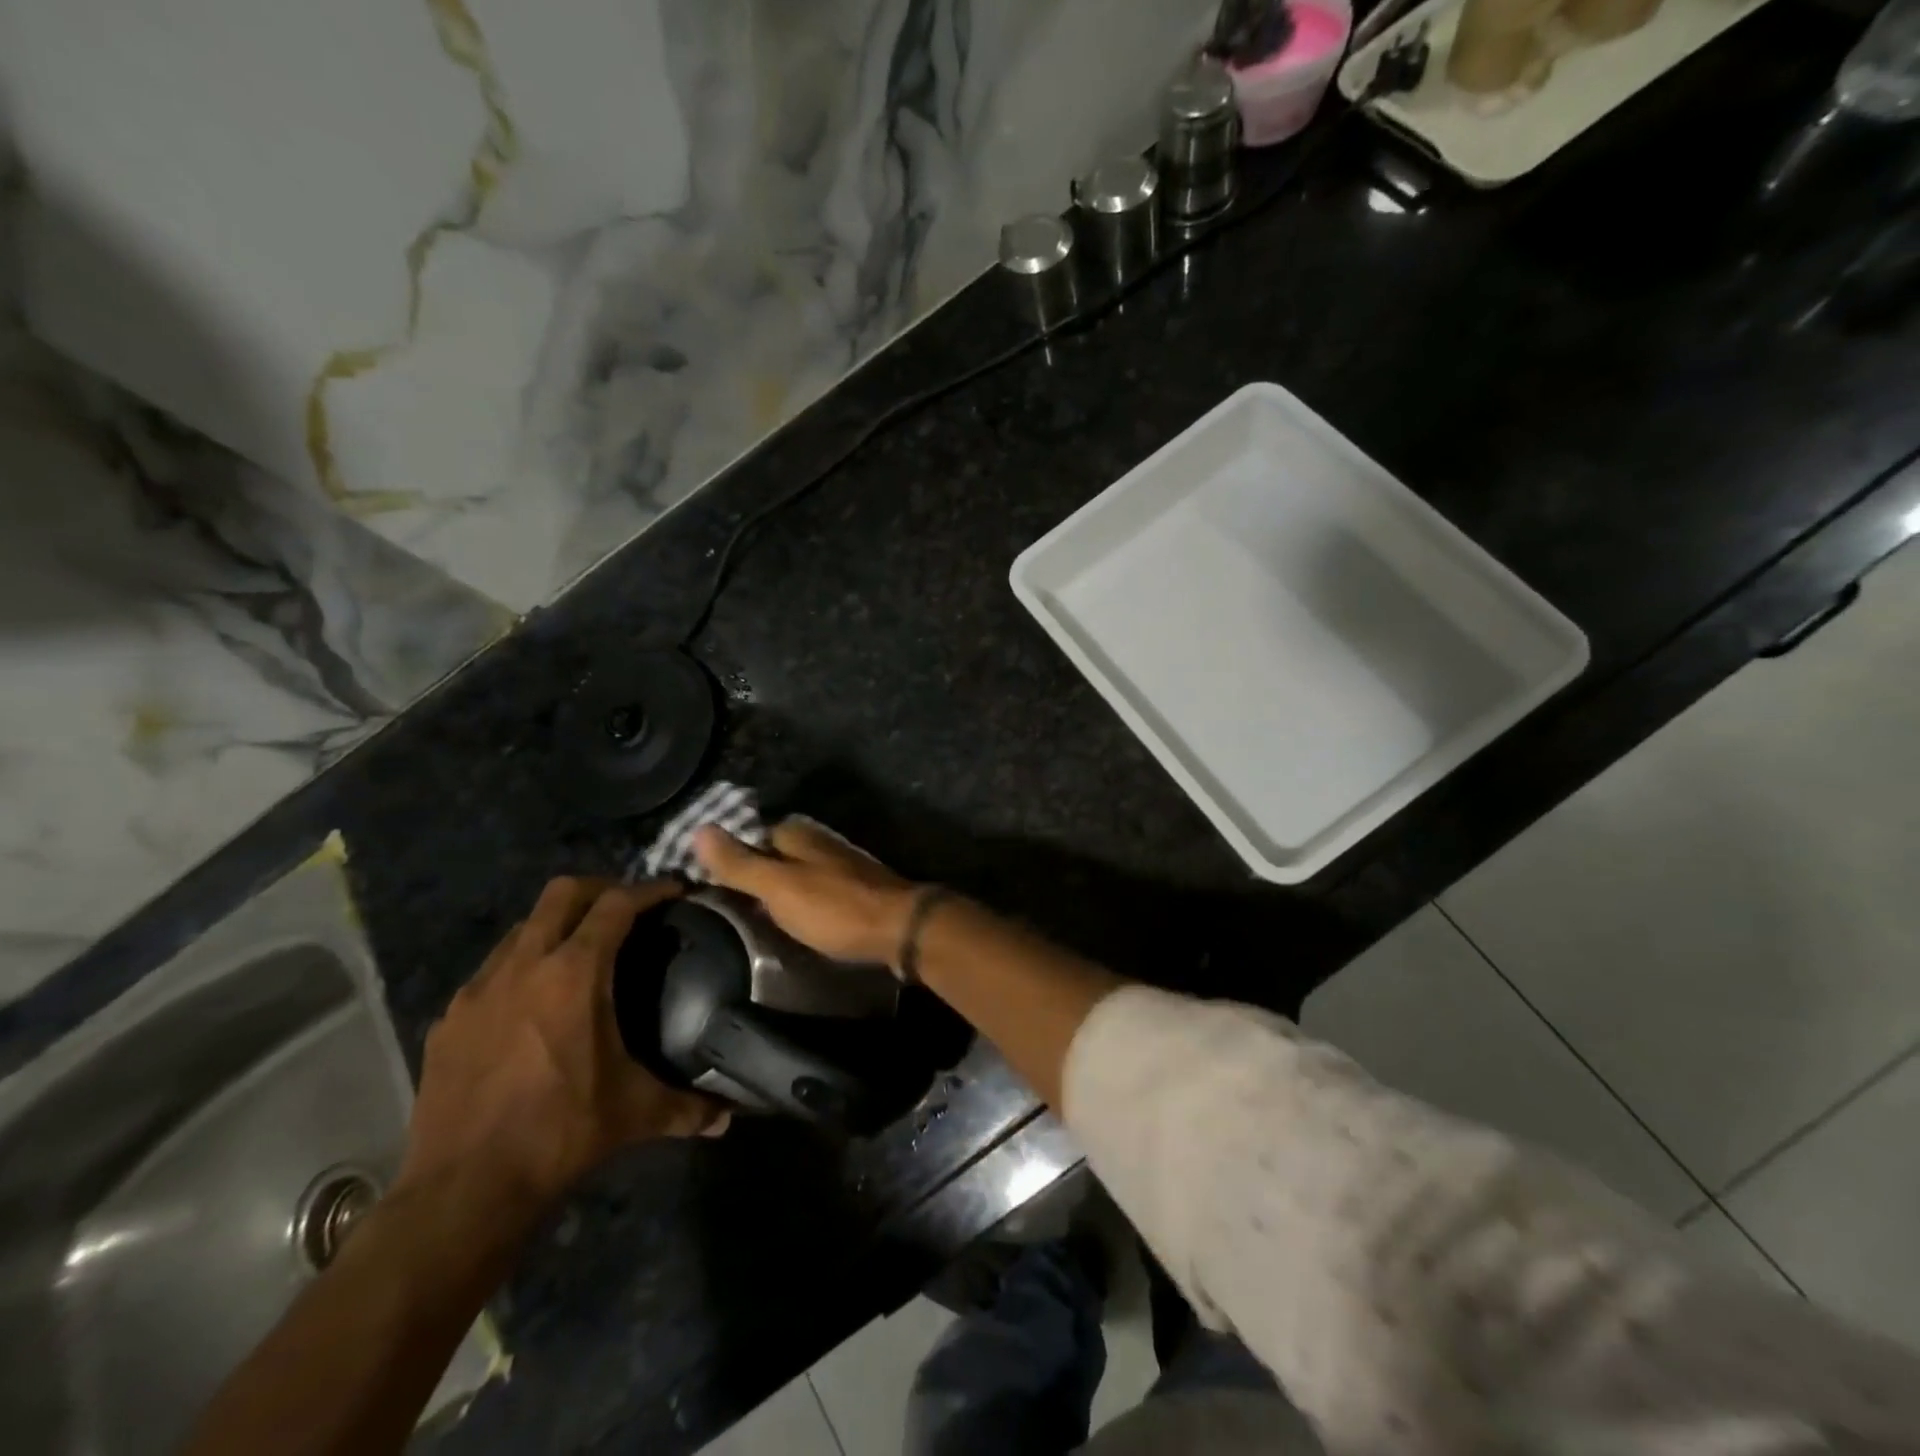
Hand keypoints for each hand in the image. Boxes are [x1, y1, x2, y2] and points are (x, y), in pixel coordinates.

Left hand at [398, 878, 725, 1219]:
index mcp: (574, 974)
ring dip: (556, 926)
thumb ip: (687, 1106)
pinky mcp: (448, 1020)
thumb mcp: (634, 1113)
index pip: (617, 905)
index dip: (650, 890)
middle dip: (600, 889)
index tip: (674, 892)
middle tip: (627, 910)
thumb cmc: (559, 1133)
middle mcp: (523, 966)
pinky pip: (491, 971)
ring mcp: (478, 991)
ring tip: (580, 952)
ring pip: (522, 927)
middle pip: (562, 892)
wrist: (462, 1190)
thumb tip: (728, 1116)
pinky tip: (532, 1005)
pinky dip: (520, 967)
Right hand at [693, 818, 919, 967]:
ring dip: (779, 890)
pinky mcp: (857, 888)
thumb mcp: (778, 887)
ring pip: (798, 872)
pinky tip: (796, 922)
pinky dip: (802, 902)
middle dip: (755, 873)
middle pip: (776, 853)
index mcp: (799, 833)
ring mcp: (842, 864)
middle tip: (728, 906)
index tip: (707, 882)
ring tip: (755, 919)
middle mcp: (820, 841)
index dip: (731, 857)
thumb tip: (699, 828)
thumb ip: (740, 863)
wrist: (901, 929)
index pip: (752, 835)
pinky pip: (818, 890)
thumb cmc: (835, 908)